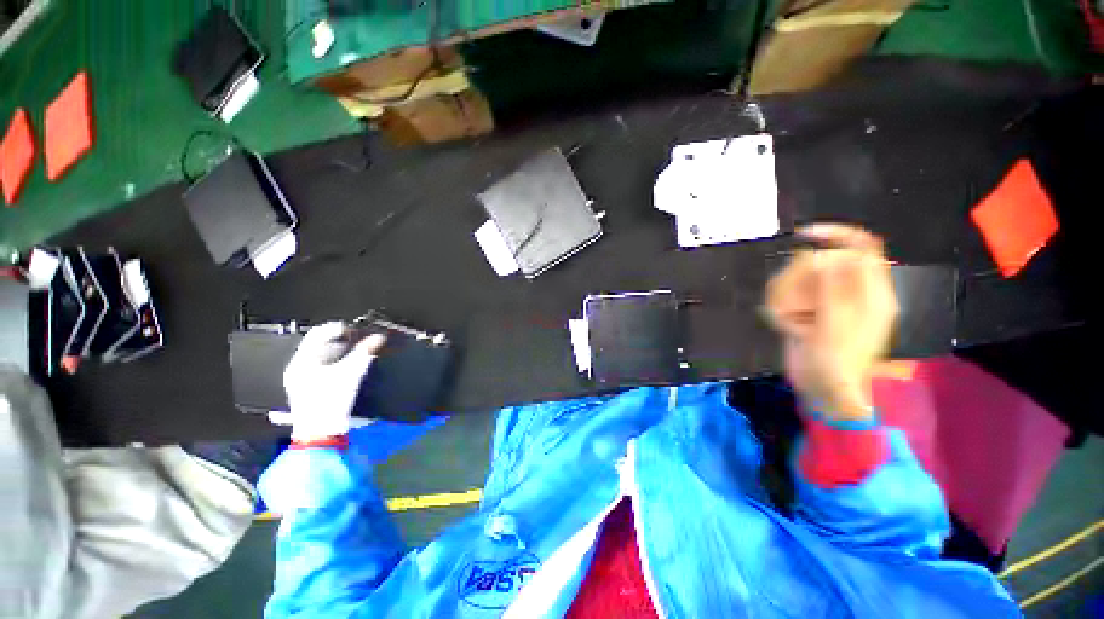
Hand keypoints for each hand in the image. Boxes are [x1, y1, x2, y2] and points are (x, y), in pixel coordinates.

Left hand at [280, 322, 386, 441]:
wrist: (321, 433)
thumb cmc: (330, 402)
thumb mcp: (351, 373)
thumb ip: (365, 352)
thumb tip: (378, 338)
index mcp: (302, 362)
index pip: (317, 333)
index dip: (337, 327)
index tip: (355, 329)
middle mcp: (297, 368)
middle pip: (318, 344)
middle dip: (340, 340)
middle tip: (358, 339)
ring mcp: (300, 380)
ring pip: (320, 356)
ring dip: (339, 351)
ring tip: (356, 351)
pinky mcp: (308, 389)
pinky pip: (321, 367)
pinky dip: (335, 363)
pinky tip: (348, 366)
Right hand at [765, 224, 897, 420]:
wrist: (822, 392)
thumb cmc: (834, 365)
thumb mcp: (835, 329)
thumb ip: (834, 292)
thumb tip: (829, 257)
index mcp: (872, 294)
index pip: (863, 249)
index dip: (837, 234)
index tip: (803, 235)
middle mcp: (853, 293)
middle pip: (823, 263)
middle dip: (799, 277)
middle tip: (788, 302)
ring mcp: (830, 303)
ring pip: (802, 279)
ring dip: (786, 294)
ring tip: (786, 318)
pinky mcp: (812, 311)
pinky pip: (791, 294)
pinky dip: (781, 305)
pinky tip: (783, 323)